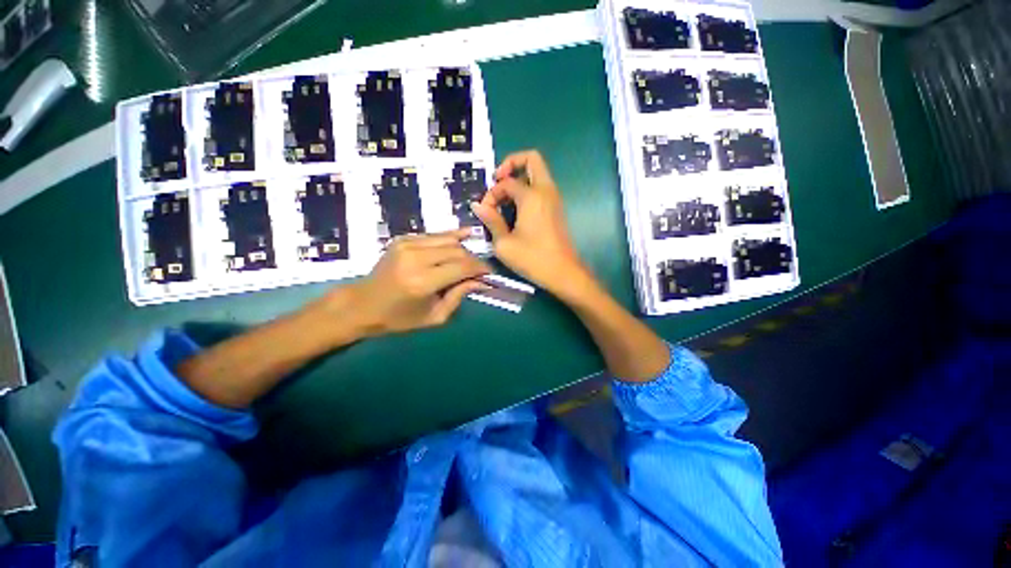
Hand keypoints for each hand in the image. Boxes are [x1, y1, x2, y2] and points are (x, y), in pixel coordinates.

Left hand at [341, 229, 490, 336]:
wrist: (364, 304)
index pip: (462, 267)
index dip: (480, 268)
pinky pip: (436, 235)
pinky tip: (465, 237)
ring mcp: (407, 244)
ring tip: (470, 260)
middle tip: (480, 270)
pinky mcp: (404, 238)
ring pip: (448, 240)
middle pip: (457, 251)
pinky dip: (451, 238)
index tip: (490, 274)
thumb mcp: (435, 316)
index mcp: (422, 282)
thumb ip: (459, 295)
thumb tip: (481, 281)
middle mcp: (415, 258)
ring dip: (464, 249)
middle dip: (474, 259)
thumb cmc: (400, 318)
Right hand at [471, 150, 593, 300]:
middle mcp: (546, 191)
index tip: (485, 211)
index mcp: (532, 196)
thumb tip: (477, 205)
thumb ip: (491, 221)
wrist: (563, 273)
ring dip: (519, 178)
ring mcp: (554, 199)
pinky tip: (516, 210)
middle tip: (498, 181)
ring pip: (537, 173)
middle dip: (511, 164)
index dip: (491, 194)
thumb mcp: (504, 243)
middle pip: (532, 159)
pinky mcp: (556, 209)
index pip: (506, 182)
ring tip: (504, 199)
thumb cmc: (533, 259)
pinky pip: (541, 188)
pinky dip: (527, 190)